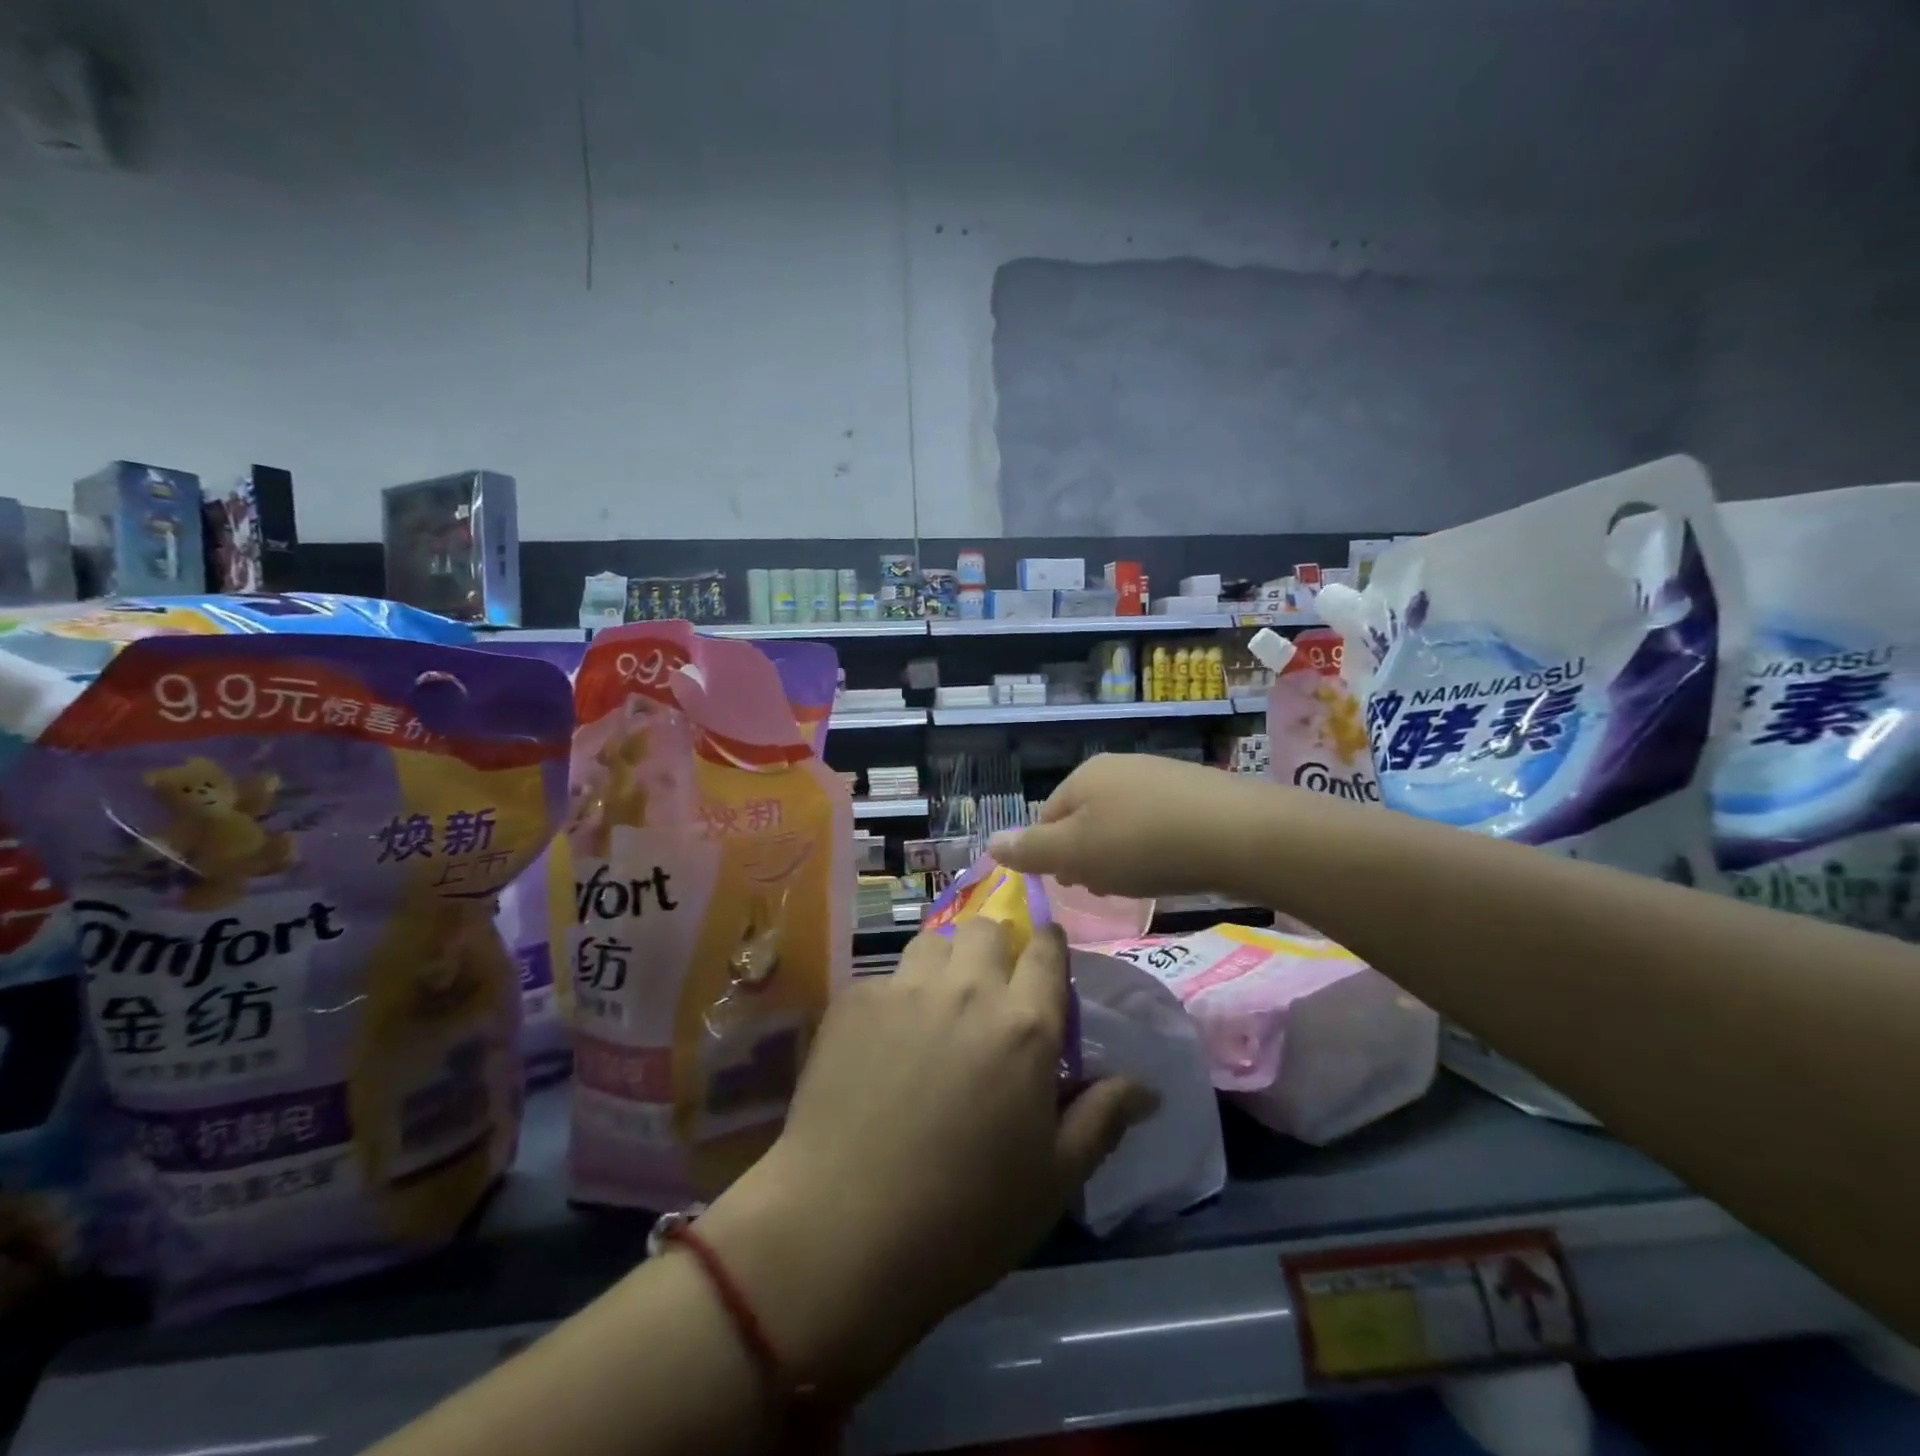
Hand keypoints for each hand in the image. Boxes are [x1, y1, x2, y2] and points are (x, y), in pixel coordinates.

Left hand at [695, 920, 1155, 1397]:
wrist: (843, 1230)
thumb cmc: (965, 1215)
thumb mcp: (1053, 1178)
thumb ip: (1103, 1117)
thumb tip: (1148, 1087)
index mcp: (1024, 1024)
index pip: (1047, 948)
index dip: (1048, 946)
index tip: (1044, 961)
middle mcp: (967, 989)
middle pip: (986, 929)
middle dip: (995, 949)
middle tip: (988, 993)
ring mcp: (904, 989)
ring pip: (933, 943)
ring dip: (945, 965)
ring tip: (936, 1010)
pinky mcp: (852, 1001)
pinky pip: (885, 979)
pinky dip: (895, 999)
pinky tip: (882, 1046)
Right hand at [989, 752, 1267, 898]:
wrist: (1239, 833)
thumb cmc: (1144, 845)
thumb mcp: (1077, 853)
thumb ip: (1031, 849)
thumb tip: (990, 841)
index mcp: (1083, 776)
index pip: (1046, 819)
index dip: (1052, 856)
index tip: (1072, 885)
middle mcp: (1117, 767)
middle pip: (1084, 819)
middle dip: (1087, 856)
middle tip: (1106, 887)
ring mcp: (1158, 775)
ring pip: (1121, 821)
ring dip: (1120, 854)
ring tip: (1139, 882)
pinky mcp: (1194, 791)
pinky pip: (1156, 822)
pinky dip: (1154, 846)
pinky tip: (1171, 866)